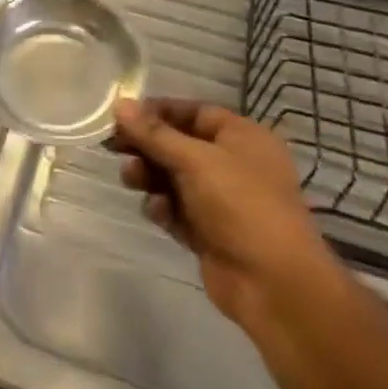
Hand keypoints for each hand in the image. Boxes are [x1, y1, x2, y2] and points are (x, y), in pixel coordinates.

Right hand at [113, 98, 332, 326]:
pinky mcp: (210, 232)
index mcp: (243, 137)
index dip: (158, 112)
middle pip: (180, 145)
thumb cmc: (240, 205)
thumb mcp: (195, 160)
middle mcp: (234, 164)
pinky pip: (177, 210)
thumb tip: (120, 104)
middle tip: (113, 148)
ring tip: (131, 179)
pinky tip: (158, 212)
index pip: (194, 112)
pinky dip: (164, 208)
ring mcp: (223, 200)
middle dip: (148, 146)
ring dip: (150, 176)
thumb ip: (154, 133)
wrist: (274, 284)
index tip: (122, 116)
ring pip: (174, 178)